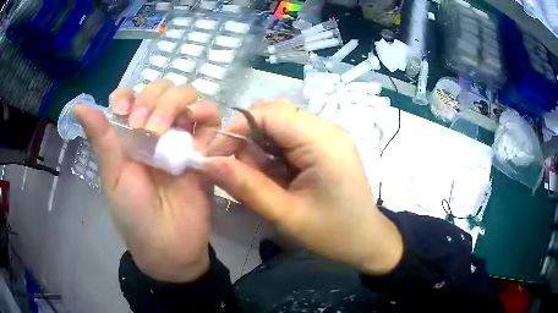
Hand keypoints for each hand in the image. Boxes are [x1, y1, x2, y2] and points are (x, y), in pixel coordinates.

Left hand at [75, 80, 220, 282]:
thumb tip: (78, 105)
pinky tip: (195, 131)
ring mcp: (182, 137)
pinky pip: (212, 120)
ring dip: (177, 104)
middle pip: (162, 88)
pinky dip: (206, 115)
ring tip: (167, 132)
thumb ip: (101, 138)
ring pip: (187, 96)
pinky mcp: (205, 149)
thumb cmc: (134, 215)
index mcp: (130, 136)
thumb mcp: (113, 177)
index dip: (129, 95)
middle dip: (154, 99)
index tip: (125, 111)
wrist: (170, 246)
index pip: (131, 95)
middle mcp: (156, 130)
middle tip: (147, 128)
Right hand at [204, 102, 402, 274]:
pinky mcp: (324, 146)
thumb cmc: (333, 234)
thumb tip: (208, 163)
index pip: (268, 114)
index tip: (214, 156)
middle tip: (237, 173)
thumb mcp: (286, 215)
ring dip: (258, 149)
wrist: (367, 241)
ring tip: (259, 181)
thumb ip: (245, 186)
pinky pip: (288, 139)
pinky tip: (274, 179)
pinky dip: (272, 155)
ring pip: (277, 127)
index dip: (235, 129)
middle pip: (272, 116)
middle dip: (246, 141)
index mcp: (322, 141)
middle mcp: (326, 129)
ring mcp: (327, 136)